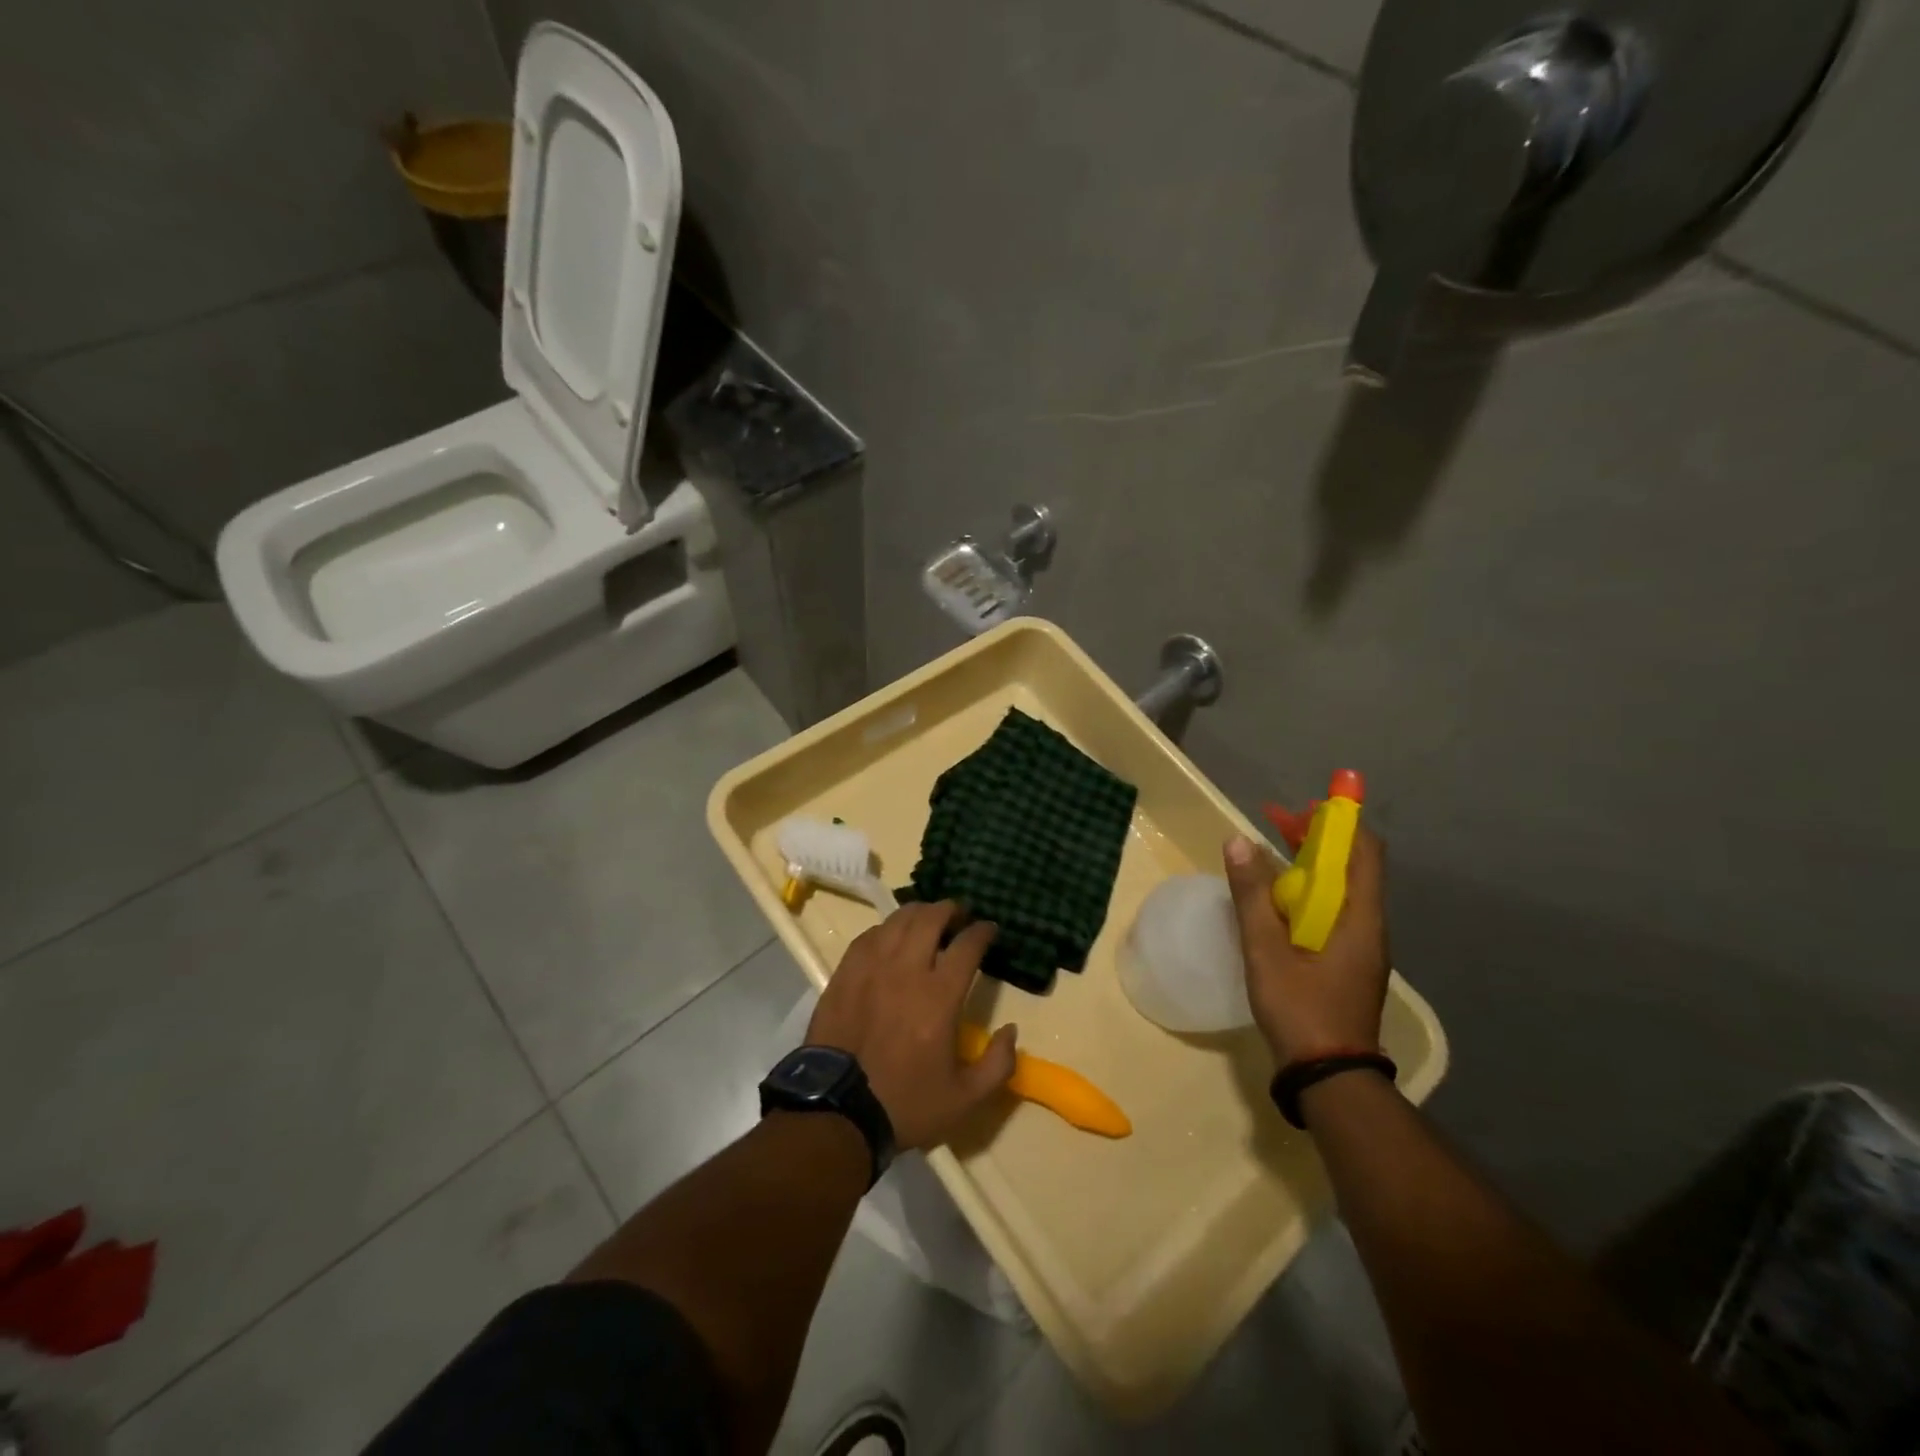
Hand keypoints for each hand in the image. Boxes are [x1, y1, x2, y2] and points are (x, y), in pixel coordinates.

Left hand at [806, 901, 1017, 1150]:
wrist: (837, 1112)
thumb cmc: (905, 1104)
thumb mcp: (964, 1100)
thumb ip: (997, 1064)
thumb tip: (1011, 1031)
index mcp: (939, 997)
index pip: (966, 945)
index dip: (982, 931)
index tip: (989, 929)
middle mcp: (905, 970)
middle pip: (929, 919)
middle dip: (950, 909)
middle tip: (958, 914)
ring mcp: (870, 968)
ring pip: (897, 921)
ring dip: (918, 913)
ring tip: (927, 919)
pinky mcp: (844, 974)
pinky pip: (868, 936)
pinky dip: (886, 929)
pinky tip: (890, 937)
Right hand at [1223, 828, 1390, 1066]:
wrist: (1329, 1077)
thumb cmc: (1301, 1010)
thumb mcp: (1266, 951)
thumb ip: (1252, 896)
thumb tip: (1238, 840)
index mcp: (1359, 919)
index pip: (1364, 851)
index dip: (1338, 820)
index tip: (1302, 807)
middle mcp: (1369, 926)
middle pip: (1352, 866)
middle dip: (1317, 838)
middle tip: (1275, 822)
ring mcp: (1361, 947)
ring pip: (1342, 889)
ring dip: (1311, 865)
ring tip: (1270, 855)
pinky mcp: (1348, 963)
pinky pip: (1334, 912)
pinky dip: (1309, 892)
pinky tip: (1278, 902)